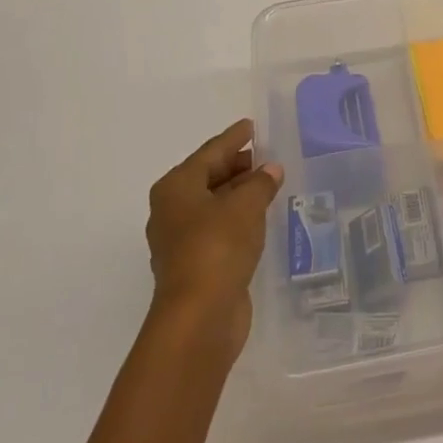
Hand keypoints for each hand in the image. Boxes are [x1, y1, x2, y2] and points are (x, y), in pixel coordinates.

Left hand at [146, 120, 283, 354]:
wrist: (199, 316)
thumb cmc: (217, 247)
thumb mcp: (245, 206)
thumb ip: (260, 182)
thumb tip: (270, 170)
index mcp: (176, 187)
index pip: (210, 152)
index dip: (233, 138)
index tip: (251, 125)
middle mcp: (172, 209)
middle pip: (207, 177)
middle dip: (236, 165)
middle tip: (264, 155)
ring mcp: (181, 240)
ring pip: (213, 204)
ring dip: (238, 193)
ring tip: (268, 182)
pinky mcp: (196, 264)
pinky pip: (219, 228)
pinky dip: (238, 217)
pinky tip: (259, 216)